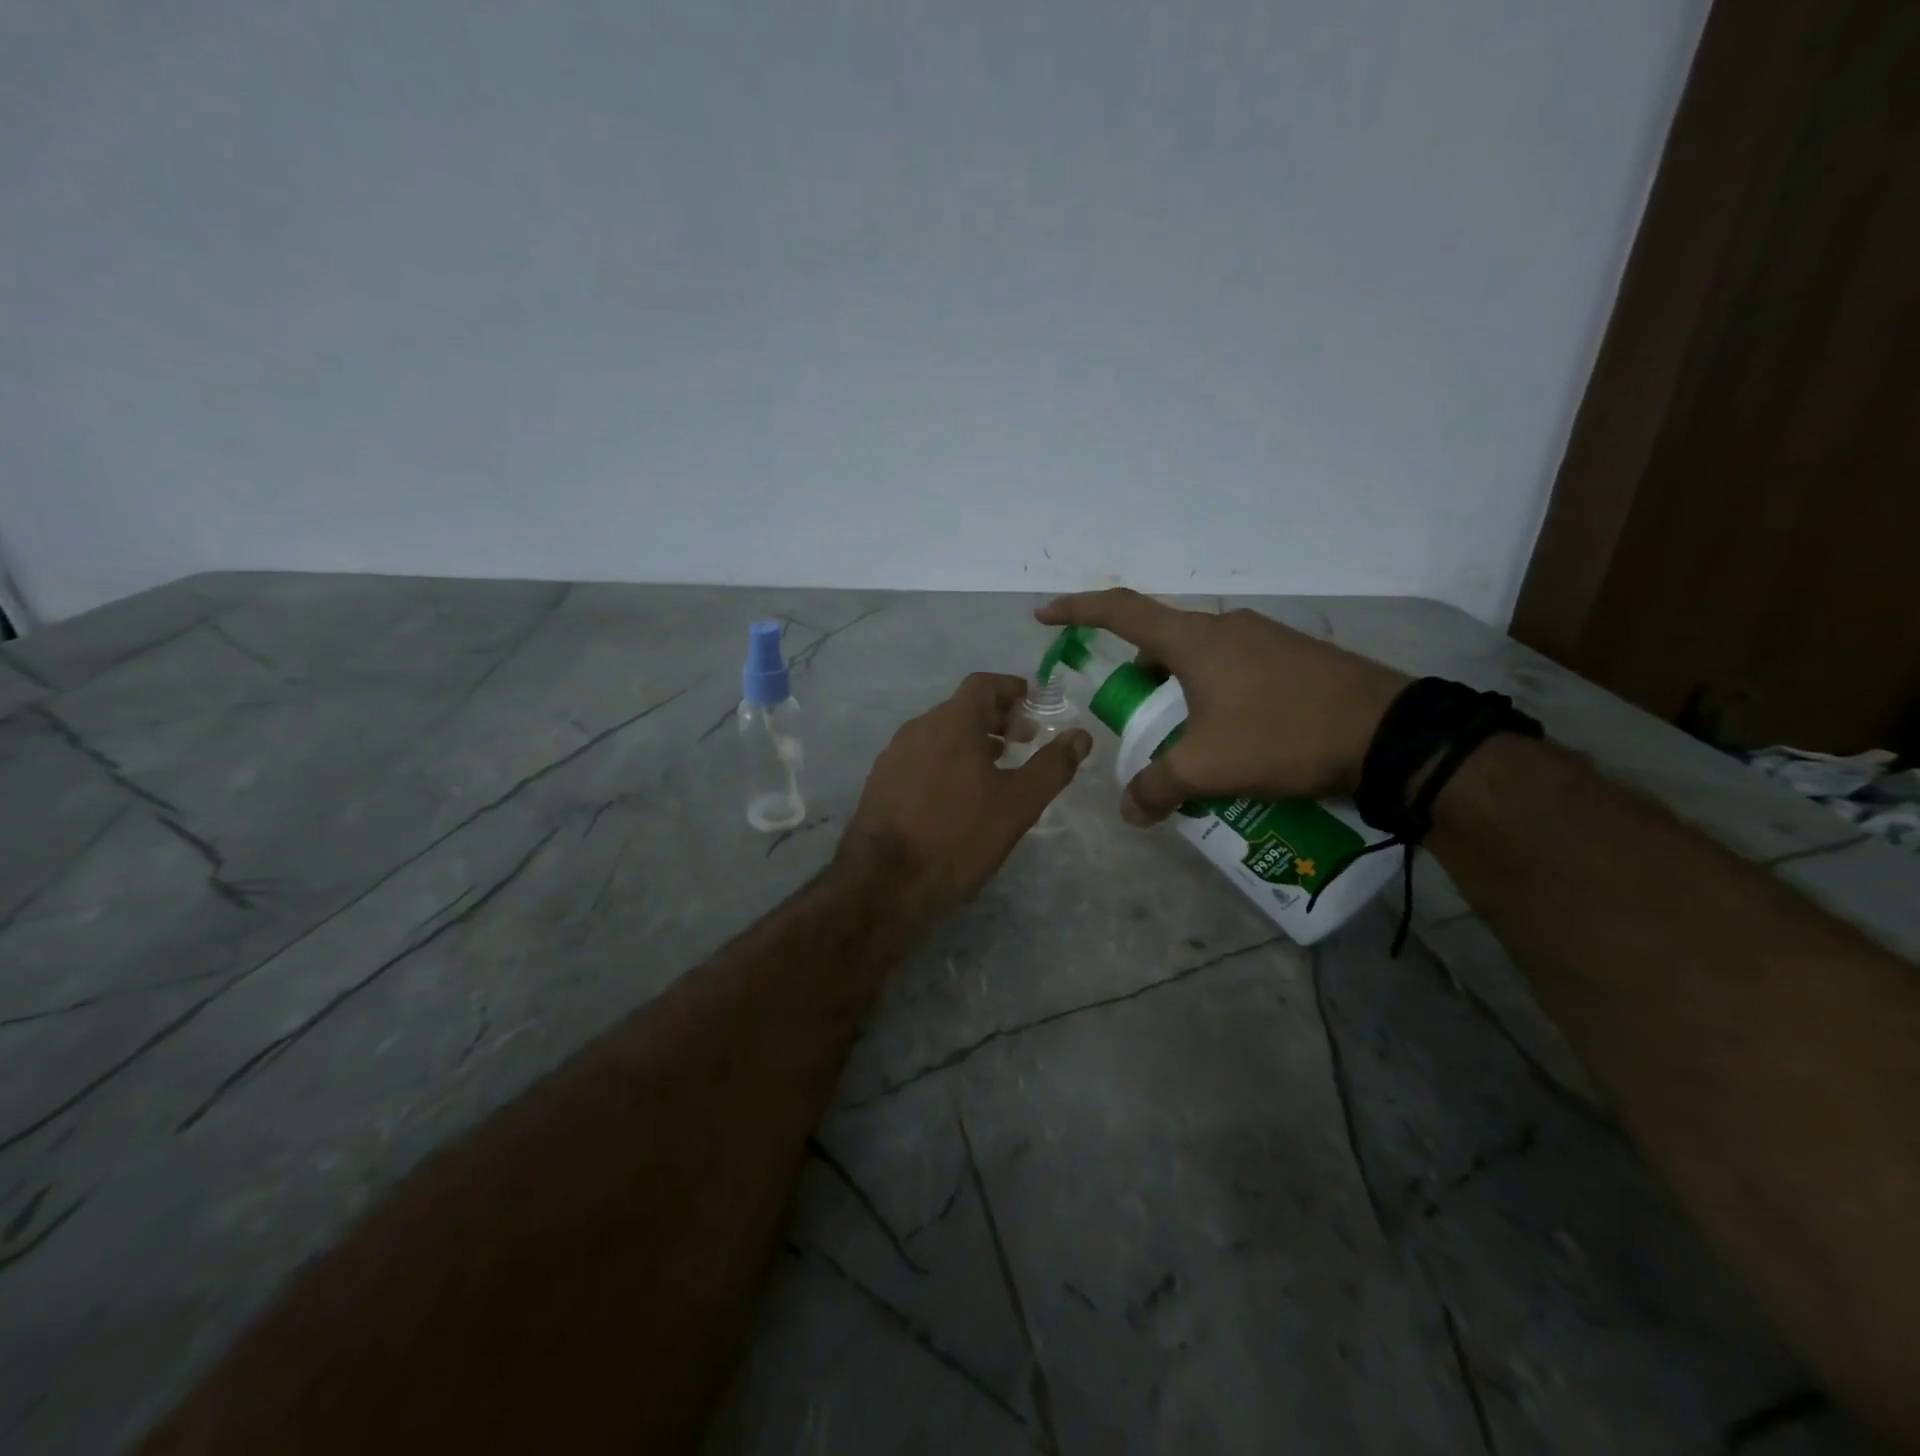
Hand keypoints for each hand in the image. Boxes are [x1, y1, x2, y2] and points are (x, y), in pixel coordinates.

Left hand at [840, 673, 1092, 911]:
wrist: (885, 880)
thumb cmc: (959, 835)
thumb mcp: (1018, 804)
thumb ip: (1052, 766)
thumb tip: (1080, 736)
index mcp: (952, 722)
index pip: (983, 684)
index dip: (1012, 689)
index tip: (1034, 705)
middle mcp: (918, 728)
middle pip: (961, 708)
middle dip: (996, 718)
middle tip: (1022, 742)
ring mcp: (894, 755)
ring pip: (939, 733)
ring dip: (970, 740)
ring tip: (994, 768)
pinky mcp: (880, 781)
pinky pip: (921, 756)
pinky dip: (946, 760)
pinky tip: (956, 794)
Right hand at [1035, 591, 1407, 823]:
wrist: (1390, 733)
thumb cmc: (1282, 736)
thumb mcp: (1208, 769)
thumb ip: (1158, 788)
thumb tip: (1129, 811)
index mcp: (1194, 640)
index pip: (1120, 611)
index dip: (1077, 610)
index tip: (1045, 615)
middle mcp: (1227, 627)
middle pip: (1162, 642)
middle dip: (1140, 677)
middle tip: (1137, 718)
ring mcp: (1267, 638)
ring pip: (1203, 658)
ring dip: (1183, 691)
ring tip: (1190, 740)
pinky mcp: (1298, 657)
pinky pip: (1239, 668)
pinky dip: (1219, 695)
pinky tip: (1238, 738)